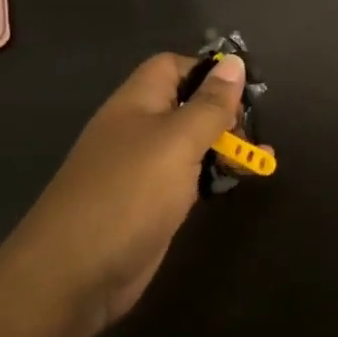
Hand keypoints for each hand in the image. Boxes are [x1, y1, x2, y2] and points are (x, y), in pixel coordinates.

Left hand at [15, 52, 247, 330]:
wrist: (75, 274)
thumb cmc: (129, 194)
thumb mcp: (178, 141)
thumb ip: (210, 104)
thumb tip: (234, 62)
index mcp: (137, 102)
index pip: (172, 66)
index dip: (207, 71)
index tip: (242, 91)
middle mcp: (139, 128)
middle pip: (186, 104)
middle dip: (223, 112)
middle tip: (252, 133)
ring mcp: (144, 168)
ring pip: (191, 142)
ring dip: (224, 146)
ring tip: (262, 158)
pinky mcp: (151, 203)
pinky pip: (188, 177)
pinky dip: (213, 175)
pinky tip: (237, 182)